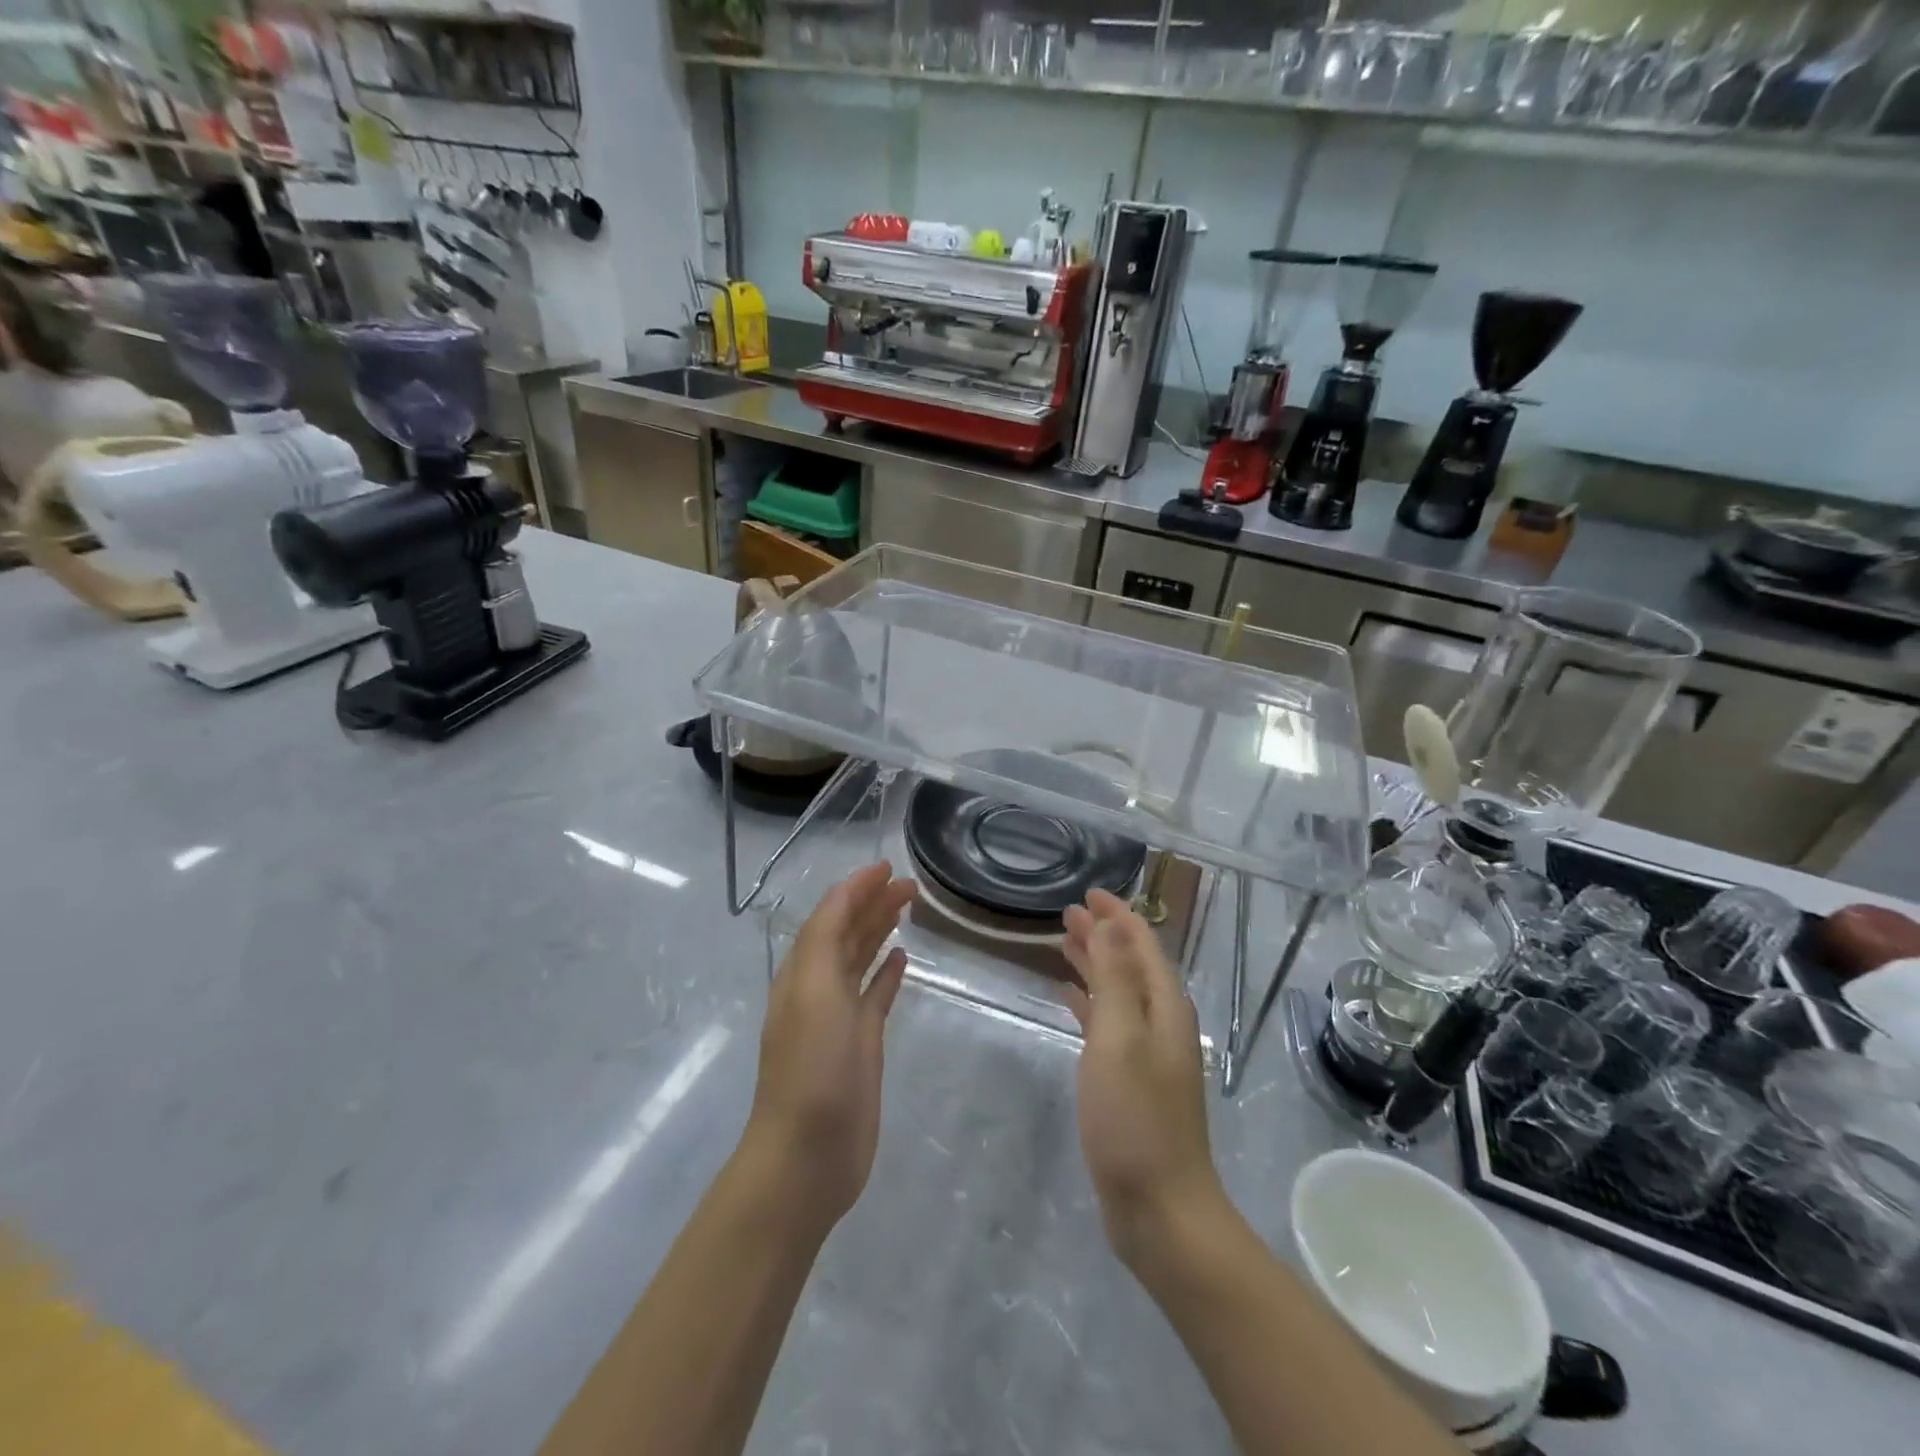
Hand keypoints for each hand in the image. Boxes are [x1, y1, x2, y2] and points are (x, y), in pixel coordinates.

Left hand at [740, 862, 916, 1235]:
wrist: (808, 1154)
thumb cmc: (811, 1068)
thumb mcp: (813, 992)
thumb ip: (825, 939)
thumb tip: (848, 896)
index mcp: (803, 971)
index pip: (830, 915)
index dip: (856, 888)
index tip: (888, 866)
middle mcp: (819, 987)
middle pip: (847, 932)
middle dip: (873, 903)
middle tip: (910, 884)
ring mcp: (841, 1017)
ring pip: (861, 959)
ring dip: (880, 930)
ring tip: (908, 908)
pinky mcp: (862, 1044)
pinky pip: (875, 995)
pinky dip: (887, 973)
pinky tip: (903, 958)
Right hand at [1062, 890, 1224, 1265]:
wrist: (1161, 1209)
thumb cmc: (1136, 1118)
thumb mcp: (1119, 1038)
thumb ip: (1113, 979)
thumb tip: (1109, 927)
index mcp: (1164, 1007)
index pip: (1143, 944)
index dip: (1118, 916)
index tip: (1088, 893)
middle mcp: (1160, 1023)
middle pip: (1130, 964)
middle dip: (1103, 935)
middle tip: (1067, 913)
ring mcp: (1146, 1054)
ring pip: (1118, 992)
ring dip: (1094, 965)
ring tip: (1063, 943)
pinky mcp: (1129, 1081)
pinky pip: (1108, 1024)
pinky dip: (1089, 1003)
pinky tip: (1067, 998)